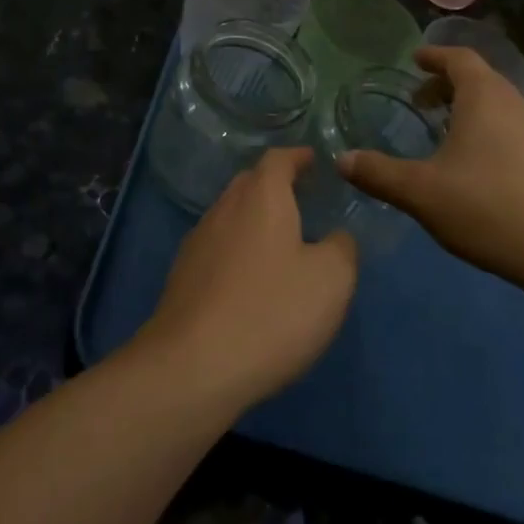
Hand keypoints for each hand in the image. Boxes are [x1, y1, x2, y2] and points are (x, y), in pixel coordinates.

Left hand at [137, 148, 357, 412]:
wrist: (192, 366)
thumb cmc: (272, 312)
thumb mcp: (331, 280)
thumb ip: (342, 248)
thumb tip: (336, 237)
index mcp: (261, 197)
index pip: (278, 159)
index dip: (298, 157)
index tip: (314, 160)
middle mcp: (224, 208)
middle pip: (249, 183)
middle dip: (274, 184)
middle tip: (301, 198)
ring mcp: (198, 242)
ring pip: (230, 215)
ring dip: (254, 219)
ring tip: (279, 240)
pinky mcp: (182, 276)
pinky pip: (217, 247)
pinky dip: (237, 250)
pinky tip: (250, 279)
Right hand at [338, 46, 523, 287]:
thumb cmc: (487, 206)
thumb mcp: (420, 192)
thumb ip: (378, 173)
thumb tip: (341, 159)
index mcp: (485, 97)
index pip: (459, 59)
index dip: (434, 56)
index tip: (415, 61)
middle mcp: (516, 104)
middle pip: (480, 80)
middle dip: (447, 86)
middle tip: (420, 102)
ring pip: (498, 106)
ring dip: (469, 110)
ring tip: (444, 133)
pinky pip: (513, 129)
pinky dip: (488, 131)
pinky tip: (476, 166)